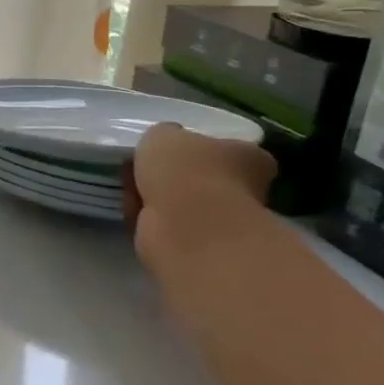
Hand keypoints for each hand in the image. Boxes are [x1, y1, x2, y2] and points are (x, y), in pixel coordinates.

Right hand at [125, 123, 275, 270]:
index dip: (198, 150)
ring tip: (133, 191)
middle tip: (143, 170)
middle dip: (173, 178)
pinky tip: (135, 214)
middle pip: (203, 179)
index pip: (230, 150)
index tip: (170, 152)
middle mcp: (247, 191)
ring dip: (158, 200)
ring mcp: (226, 224)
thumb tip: (164, 146)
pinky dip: (152, 221)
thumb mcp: (163, 134)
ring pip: (184, 205)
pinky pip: (170, 228)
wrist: (185, 227)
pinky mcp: (201, 249)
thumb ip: (164, 137)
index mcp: (250, 157)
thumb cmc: (185, 171)